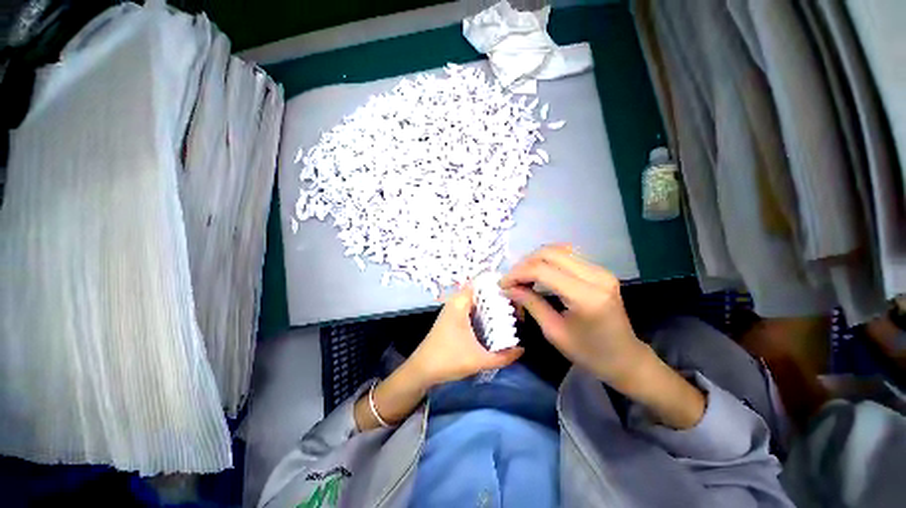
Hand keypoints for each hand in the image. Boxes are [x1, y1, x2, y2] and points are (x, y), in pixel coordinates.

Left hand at [354, 285, 522, 430]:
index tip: (516, 294)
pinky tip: (494, 323)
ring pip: (476, 301)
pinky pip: (471, 308)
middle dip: (498, 297)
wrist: (421, 370)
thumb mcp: (479, 360)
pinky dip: (483, 312)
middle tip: (516, 306)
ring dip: (491, 305)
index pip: (482, 283)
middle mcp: (456, 301)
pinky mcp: (452, 318)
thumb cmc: (448, 360)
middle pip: (481, 292)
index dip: (499, 286)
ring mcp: (453, 309)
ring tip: (510, 313)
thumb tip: (522, 349)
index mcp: (460, 303)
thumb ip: (503, 357)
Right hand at [501, 244, 704, 428]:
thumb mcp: (554, 332)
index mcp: (586, 296)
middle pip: (550, 253)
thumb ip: (531, 304)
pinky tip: (538, 273)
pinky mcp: (599, 270)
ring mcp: (600, 270)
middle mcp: (596, 276)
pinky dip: (547, 261)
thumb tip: (508, 288)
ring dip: (535, 260)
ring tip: (522, 277)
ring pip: (558, 250)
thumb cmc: (589, 354)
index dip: (517, 274)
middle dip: (524, 264)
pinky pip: (567, 256)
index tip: (503, 285)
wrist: (626, 359)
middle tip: (511, 280)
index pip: (542, 270)